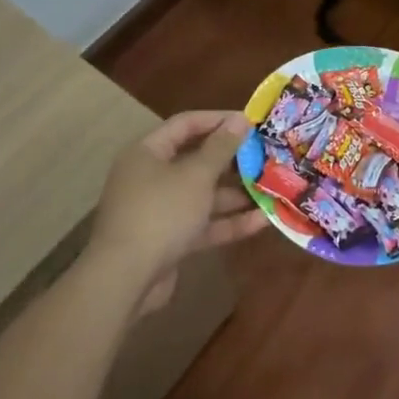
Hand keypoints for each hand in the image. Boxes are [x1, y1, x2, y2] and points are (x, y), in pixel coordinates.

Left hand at [87, 110, 262, 310]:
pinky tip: (263, 220)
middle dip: (232, 160)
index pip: (185, 124)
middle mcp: (151, 177)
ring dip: (235, 193)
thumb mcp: (196, 175)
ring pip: (203, 195)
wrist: (125, 279)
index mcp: (148, 152)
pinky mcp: (170, 240)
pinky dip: (229, 222)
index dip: (218, 120)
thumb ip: (221, 147)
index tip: (251, 122)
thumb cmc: (161, 212)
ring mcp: (160, 211)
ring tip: (272, 188)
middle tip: (266, 156)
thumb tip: (241, 119)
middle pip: (196, 160)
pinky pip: (203, 224)